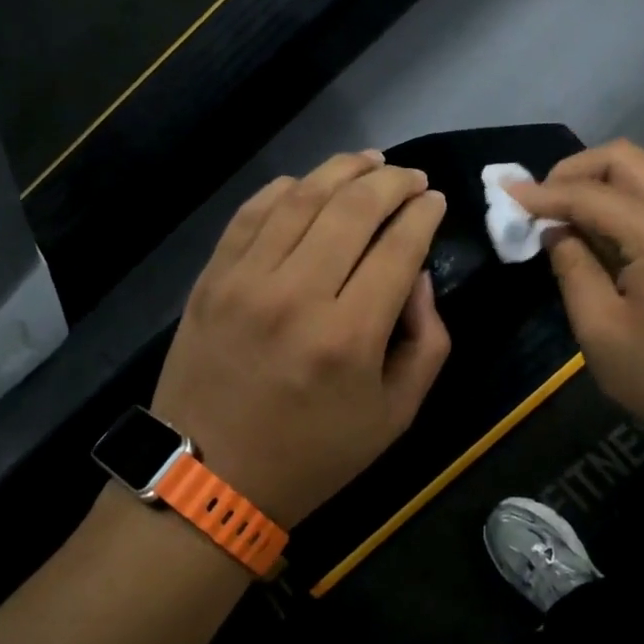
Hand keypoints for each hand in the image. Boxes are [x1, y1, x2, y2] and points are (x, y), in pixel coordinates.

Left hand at [149, 151, 450, 527]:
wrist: (208, 481)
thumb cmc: (312, 455)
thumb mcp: (395, 416)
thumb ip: (427, 342)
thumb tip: (418, 276)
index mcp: (348, 336)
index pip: (398, 247)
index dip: (424, 214)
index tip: (436, 200)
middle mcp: (296, 295)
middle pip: (353, 208)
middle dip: (392, 181)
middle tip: (411, 177)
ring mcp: (245, 281)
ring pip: (301, 198)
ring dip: (341, 170)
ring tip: (370, 161)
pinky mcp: (211, 278)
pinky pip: (252, 213)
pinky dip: (285, 188)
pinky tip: (308, 184)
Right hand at [510, 140, 643, 462]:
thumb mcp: (602, 330)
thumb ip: (572, 268)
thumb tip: (555, 231)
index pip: (589, 193)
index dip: (542, 193)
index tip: (504, 193)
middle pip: (622, 159)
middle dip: (573, 171)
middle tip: (539, 202)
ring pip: (642, 172)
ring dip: (597, 183)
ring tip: (561, 217)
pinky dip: (621, 200)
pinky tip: (597, 232)